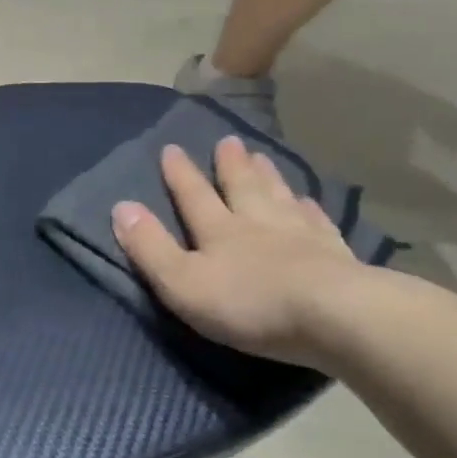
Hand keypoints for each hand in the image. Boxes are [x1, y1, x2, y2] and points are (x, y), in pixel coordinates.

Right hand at [112, 139, 360, 366]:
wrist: (334, 316)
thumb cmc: (249, 303)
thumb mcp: (182, 282)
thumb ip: (150, 247)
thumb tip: (121, 207)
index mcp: (219, 231)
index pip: (194, 196)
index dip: (180, 174)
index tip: (171, 148)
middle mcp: (258, 223)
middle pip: (242, 187)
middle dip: (230, 165)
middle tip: (228, 141)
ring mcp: (300, 235)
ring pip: (279, 197)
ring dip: (268, 176)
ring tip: (263, 157)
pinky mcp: (335, 254)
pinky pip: (318, 222)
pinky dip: (310, 208)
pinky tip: (311, 201)